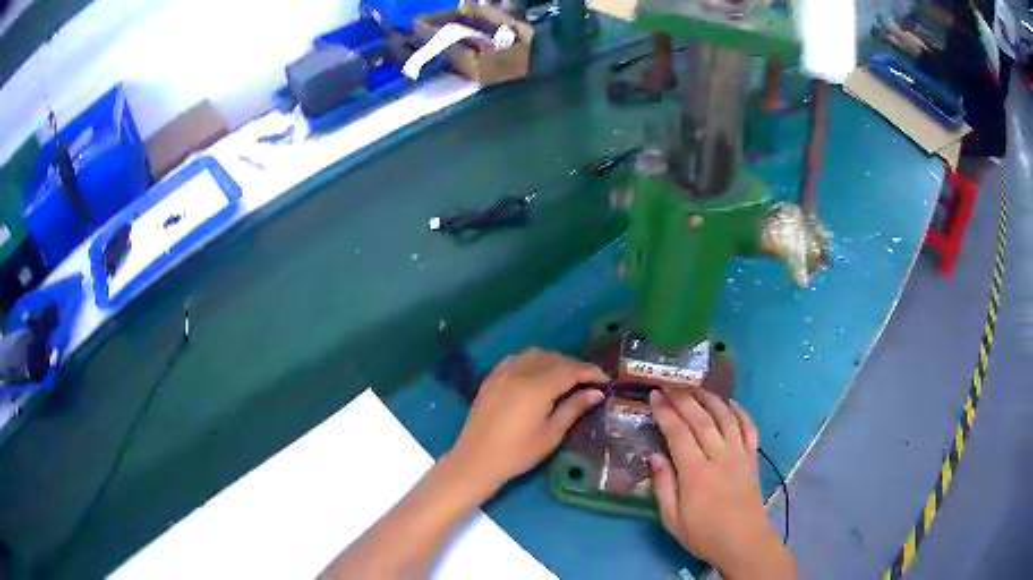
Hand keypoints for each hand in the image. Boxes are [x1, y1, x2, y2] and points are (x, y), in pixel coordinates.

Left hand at [448, 348, 607, 492]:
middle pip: (554, 358)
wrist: (476, 460)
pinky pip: (515, 359)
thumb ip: (574, 408)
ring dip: (553, 361)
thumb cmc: (518, 453)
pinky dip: (531, 361)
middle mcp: (520, 372)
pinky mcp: (491, 378)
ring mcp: (502, 373)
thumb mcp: (551, 434)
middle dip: (574, 366)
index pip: (571, 369)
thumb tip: (596, 392)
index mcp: (537, 387)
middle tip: (588, 382)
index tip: (605, 380)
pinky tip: (536, 375)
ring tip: (564, 378)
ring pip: (534, 354)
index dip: (590, 372)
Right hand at [649, 388, 795, 578]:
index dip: (665, 412)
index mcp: (696, 473)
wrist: (743, 542)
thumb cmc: (703, 534)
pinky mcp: (753, 458)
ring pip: (725, 417)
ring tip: (695, 387)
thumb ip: (663, 485)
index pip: (678, 433)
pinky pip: (749, 427)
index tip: (654, 395)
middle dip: (683, 398)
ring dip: (710, 398)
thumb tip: (654, 456)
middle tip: (669, 384)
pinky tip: (730, 403)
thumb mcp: (672, 519)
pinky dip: (740, 412)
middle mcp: (719, 456)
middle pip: (701, 419)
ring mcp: (740, 454)